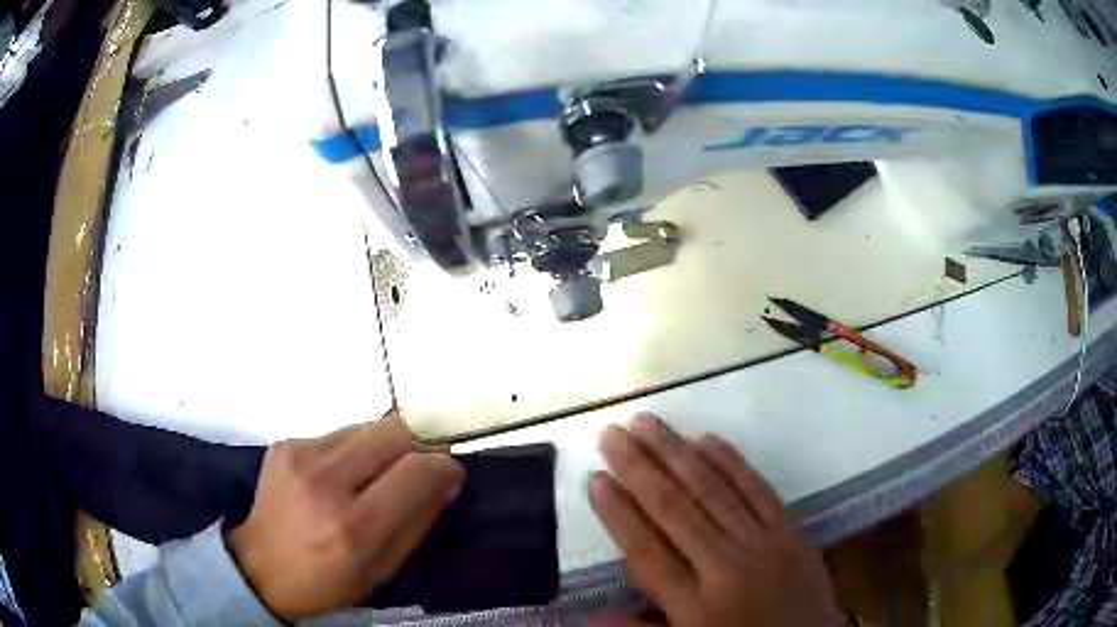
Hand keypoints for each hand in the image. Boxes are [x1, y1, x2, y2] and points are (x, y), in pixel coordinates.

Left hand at [226, 414, 463, 620]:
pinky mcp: (285, 443)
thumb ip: (418, 522)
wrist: (260, 567)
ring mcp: (300, 455)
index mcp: (354, 527)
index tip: (449, 476)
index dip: (444, 468)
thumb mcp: (383, 569)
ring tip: (371, 478)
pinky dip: (352, 450)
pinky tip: (338, 477)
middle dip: (416, 449)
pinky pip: (339, 433)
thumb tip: (446, 480)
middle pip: (394, 432)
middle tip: (413, 475)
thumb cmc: (327, 581)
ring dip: (382, 449)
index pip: (417, 471)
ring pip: (368, 426)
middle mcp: (325, 482)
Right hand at [589, 415, 842, 626]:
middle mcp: (726, 567)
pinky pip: (757, 489)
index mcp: (696, 606)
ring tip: (646, 423)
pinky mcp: (790, 531)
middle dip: (639, 468)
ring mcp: (763, 544)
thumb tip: (587, 617)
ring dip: (676, 453)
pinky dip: (731, 462)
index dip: (619, 514)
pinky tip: (706, 439)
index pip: (647, 551)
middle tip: (611, 433)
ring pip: (713, 490)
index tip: (595, 479)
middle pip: (675, 510)